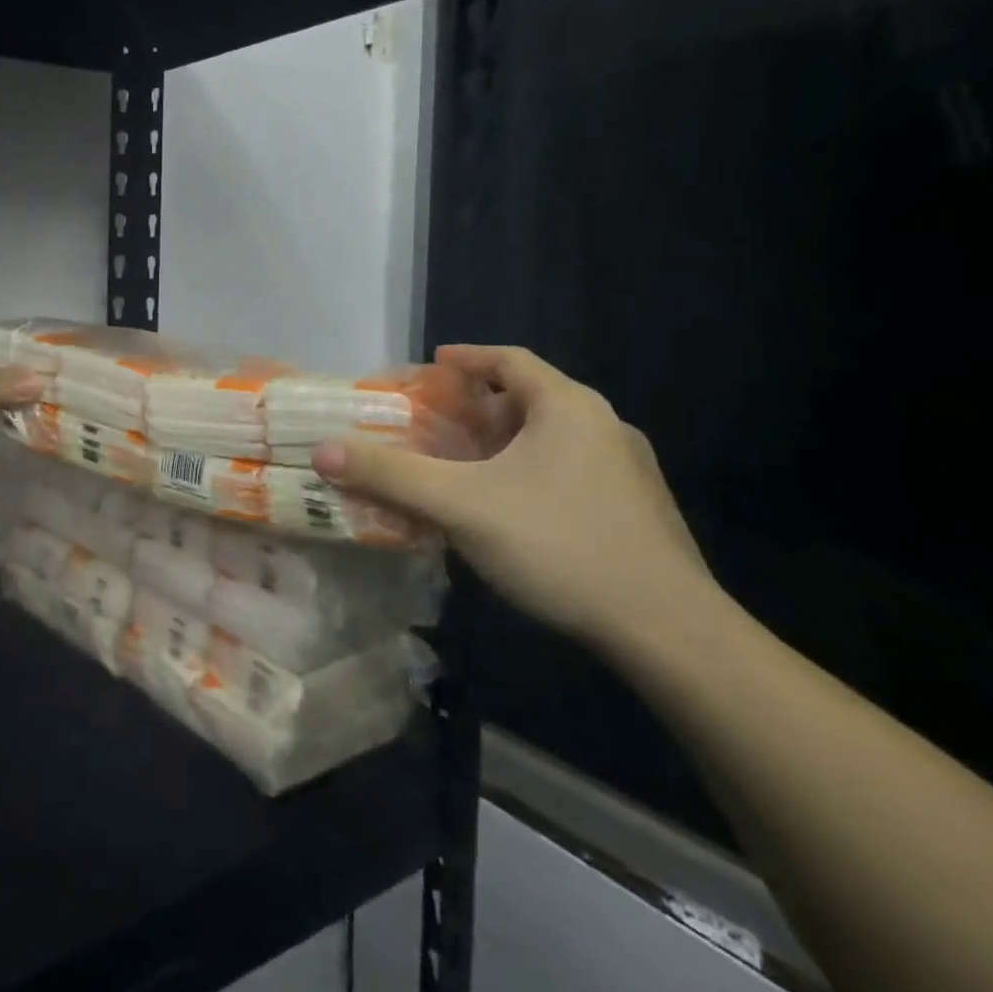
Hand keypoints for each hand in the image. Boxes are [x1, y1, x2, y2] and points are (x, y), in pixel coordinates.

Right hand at [312, 345, 723, 653]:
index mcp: (568, 408)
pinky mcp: (635, 513)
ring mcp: (626, 473)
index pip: (510, 360)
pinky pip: (567, 473)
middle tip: (434, 423)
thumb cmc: (559, 545)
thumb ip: (389, 475)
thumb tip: (322, 451)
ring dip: (502, 444)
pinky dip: (527, 474)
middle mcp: (603, 429)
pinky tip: (504, 511)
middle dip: (477, 407)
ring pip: (549, 440)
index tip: (431, 365)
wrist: (670, 633)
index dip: (467, 357)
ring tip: (461, 465)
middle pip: (529, 399)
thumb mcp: (459, 504)